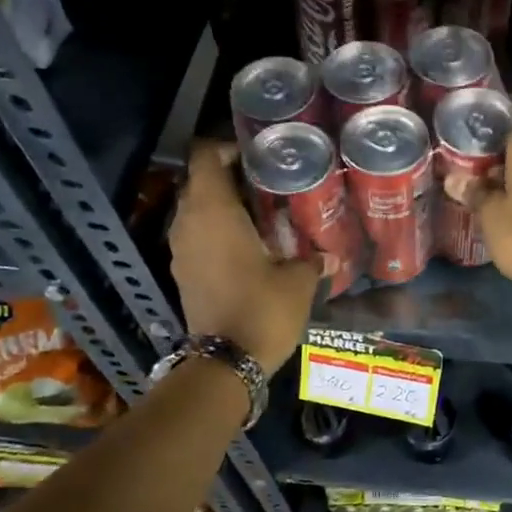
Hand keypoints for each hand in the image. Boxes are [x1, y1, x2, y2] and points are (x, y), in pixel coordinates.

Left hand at [169, 142, 321, 372]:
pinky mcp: (183, 273)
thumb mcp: (298, 282)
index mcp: (214, 212)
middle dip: (229, 178)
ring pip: (197, 211)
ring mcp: (181, 250)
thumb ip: (313, 261)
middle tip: (267, 184)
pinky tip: (248, 246)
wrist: (225, 363)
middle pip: (200, 182)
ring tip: (261, 215)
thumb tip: (330, 257)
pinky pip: (197, 237)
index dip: (226, 148)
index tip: (256, 155)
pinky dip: (216, 233)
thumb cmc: (262, 309)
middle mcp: (189, 223)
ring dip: (222, 207)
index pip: (205, 157)